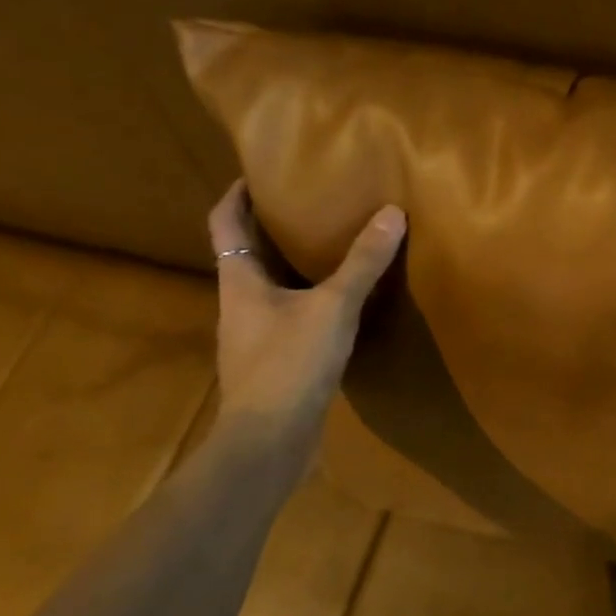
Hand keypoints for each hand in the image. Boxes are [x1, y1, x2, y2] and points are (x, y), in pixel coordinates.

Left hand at [208, 180, 405, 452]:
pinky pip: (288, 315)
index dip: (236, 194)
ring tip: (330, 246)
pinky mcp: (273, 362)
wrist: (269, 442)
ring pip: (269, 286)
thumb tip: (392, 214)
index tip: (259, 173)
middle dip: (271, 226)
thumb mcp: (334, 307)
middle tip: (309, 203)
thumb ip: (362, 263)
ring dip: (291, 264)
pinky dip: (308, 298)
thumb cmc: (289, 364)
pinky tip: (339, 302)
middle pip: (246, 252)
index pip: (224, 222)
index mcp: (239, 281)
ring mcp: (254, 336)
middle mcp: (239, 303)